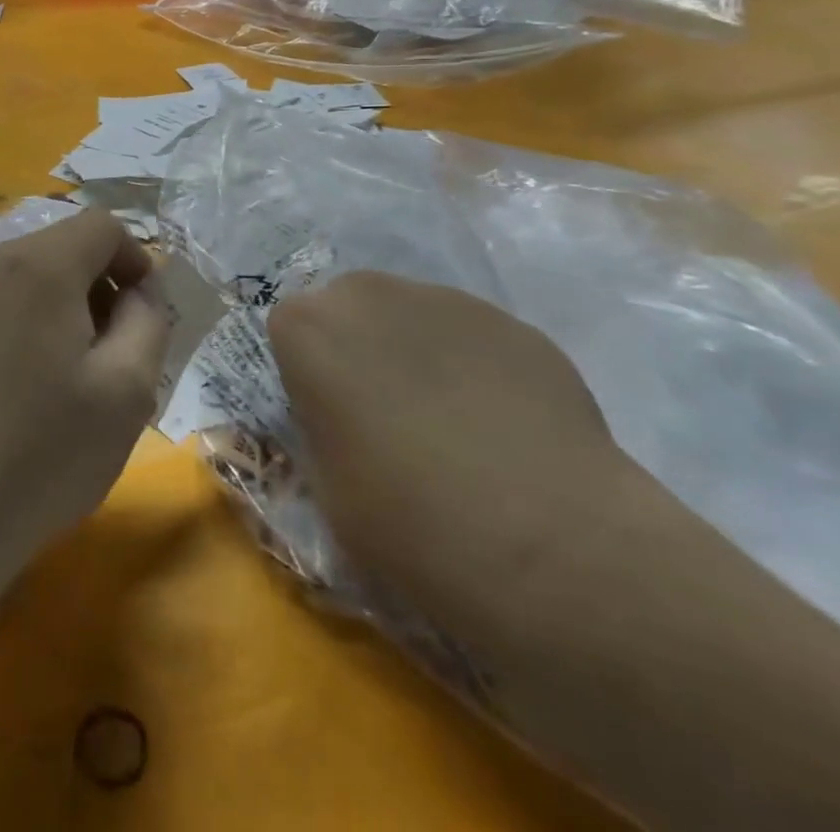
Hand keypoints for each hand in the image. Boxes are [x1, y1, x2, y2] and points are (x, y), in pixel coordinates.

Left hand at [0, 210, 169, 591]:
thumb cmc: (38, 456)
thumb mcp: (125, 392)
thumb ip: (148, 322)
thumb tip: (138, 292)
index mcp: (37, 265)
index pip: (102, 226)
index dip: (136, 261)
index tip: (143, 317)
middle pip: (61, 249)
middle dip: (97, 289)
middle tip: (109, 357)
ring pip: (22, 278)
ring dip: (57, 311)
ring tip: (61, 383)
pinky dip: (16, 329)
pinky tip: (11, 397)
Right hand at [268, 271, 625, 606]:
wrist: (549, 546)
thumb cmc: (408, 521)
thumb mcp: (326, 485)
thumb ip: (321, 426)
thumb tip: (342, 416)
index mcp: (309, 327)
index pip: (290, 329)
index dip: (309, 373)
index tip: (330, 415)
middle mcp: (368, 293)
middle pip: (350, 308)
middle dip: (359, 348)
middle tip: (387, 413)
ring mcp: (446, 300)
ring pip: (412, 317)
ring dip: (416, 352)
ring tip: (454, 423)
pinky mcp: (512, 322)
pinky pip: (472, 337)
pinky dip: (475, 368)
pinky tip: (505, 428)